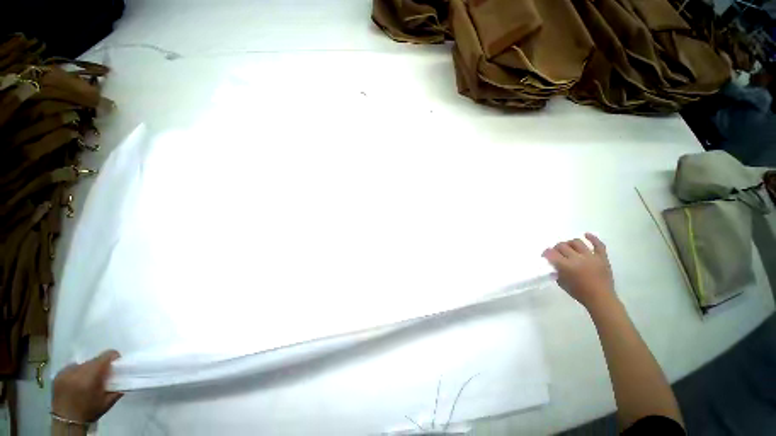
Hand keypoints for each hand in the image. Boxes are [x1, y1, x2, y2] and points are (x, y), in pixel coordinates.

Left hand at [52, 350, 122, 422]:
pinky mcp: (58, 374)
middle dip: (99, 366)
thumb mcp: (107, 401)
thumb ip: (118, 387)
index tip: (116, 364)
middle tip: (100, 377)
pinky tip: (76, 383)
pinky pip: (71, 368)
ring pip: (82, 364)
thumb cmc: (90, 411)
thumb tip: (125, 376)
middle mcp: (77, 370)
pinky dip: (76, 373)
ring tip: (87, 381)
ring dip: (87, 370)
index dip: (113, 358)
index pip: (106, 355)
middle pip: (93, 360)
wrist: (66, 421)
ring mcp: (65, 371)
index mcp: (91, 376)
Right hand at [542, 233, 614, 308]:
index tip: (545, 255)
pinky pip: (598, 245)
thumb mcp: (562, 283)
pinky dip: (592, 238)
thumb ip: (557, 271)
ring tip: (568, 247)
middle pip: (562, 246)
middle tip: (556, 253)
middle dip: (556, 248)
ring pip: (577, 242)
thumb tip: (553, 264)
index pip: (551, 253)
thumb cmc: (579, 293)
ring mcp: (591, 257)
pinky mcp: (602, 257)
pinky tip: (586, 235)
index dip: (546, 252)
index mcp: (566, 266)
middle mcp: (577, 258)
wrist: (601, 299)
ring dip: (569, 243)